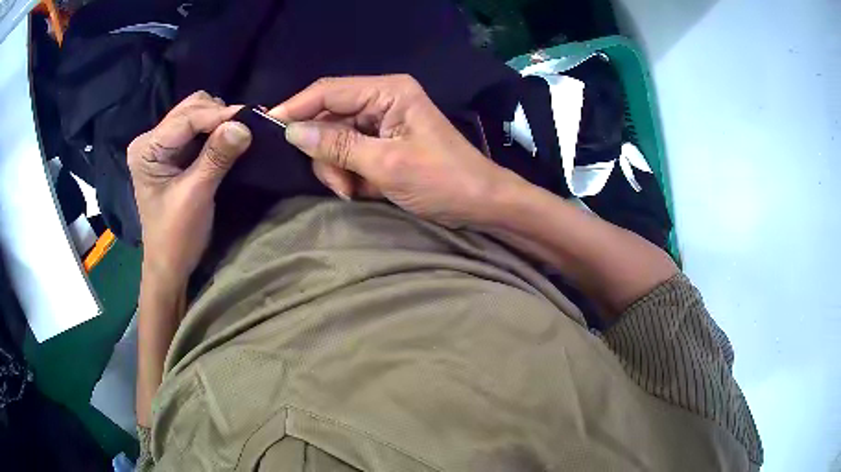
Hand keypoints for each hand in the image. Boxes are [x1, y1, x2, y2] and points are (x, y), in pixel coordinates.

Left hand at [128, 91, 251, 284]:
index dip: (218, 115)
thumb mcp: (195, 195)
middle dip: (219, 115)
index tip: (251, 117)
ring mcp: (164, 145)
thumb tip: (244, 124)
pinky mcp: (176, 153)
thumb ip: (217, 157)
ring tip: (240, 133)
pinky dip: (218, 131)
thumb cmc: (175, 236)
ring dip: (220, 121)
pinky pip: (200, 130)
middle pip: (191, 108)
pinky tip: (232, 137)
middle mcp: (152, 139)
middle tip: (246, 127)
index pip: (186, 118)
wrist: (170, 265)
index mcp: (147, 148)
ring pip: (198, 114)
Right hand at [270, 75, 521, 226]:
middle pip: (329, 117)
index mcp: (388, 91)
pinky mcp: (382, 142)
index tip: (267, 128)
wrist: (480, 203)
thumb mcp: (386, 165)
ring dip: (336, 169)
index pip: (328, 90)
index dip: (295, 107)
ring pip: (335, 139)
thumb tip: (292, 132)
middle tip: (337, 184)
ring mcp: (381, 122)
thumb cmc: (443, 180)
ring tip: (353, 192)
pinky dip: (349, 174)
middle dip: (324, 153)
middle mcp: (382, 99)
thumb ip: (337, 146)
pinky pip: (349, 153)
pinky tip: (362, 191)